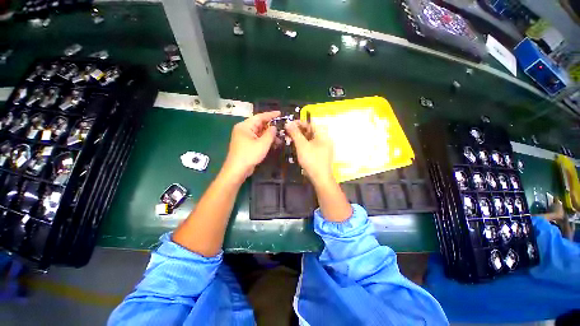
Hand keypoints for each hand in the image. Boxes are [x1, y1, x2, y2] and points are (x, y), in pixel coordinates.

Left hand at [222, 111, 279, 180]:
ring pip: (259, 133)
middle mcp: (244, 130)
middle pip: (259, 125)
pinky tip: (273, 144)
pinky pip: (257, 139)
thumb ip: (270, 134)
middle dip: (271, 127)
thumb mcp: (262, 144)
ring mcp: (245, 138)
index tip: (280, 113)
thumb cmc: (249, 155)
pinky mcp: (246, 145)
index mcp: (245, 126)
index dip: (271, 115)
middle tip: (282, 128)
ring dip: (269, 135)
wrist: (237, 170)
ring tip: (280, 139)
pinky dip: (265, 141)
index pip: (259, 117)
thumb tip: (274, 127)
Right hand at [285, 120, 333, 185]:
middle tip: (287, 132)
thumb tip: (288, 123)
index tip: (289, 124)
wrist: (320, 178)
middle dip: (298, 130)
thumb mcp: (301, 145)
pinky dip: (303, 143)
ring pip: (309, 137)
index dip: (299, 122)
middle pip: (310, 130)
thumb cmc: (311, 160)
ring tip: (289, 138)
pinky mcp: (320, 153)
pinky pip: (311, 144)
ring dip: (299, 137)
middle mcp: (324, 138)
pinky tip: (295, 145)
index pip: (310, 122)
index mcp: (322, 134)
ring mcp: (322, 146)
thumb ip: (295, 133)